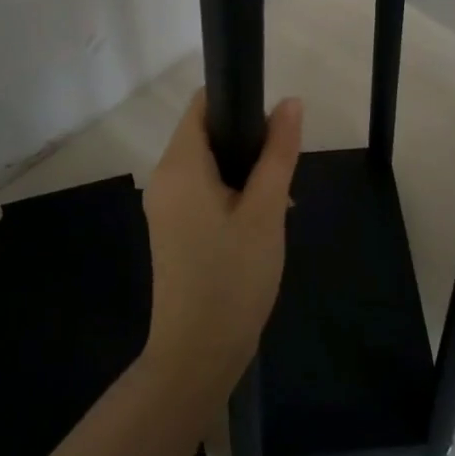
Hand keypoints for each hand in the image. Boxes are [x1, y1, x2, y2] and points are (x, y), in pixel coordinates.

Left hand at [142, 90, 303, 391]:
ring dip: (244, 170)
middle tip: (283, 170)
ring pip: (208, 164)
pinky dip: (231, 192)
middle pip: (205, 133)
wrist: (198, 355)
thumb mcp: (266, 211)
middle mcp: (164, 178)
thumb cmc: (233, 277)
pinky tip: (261, 220)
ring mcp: (165, 207)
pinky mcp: (172, 229)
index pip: (202, 105)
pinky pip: (202, 191)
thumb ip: (278, 152)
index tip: (274, 122)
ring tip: (278, 200)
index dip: (238, 100)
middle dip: (247, 141)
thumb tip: (290, 102)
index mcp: (179, 166)